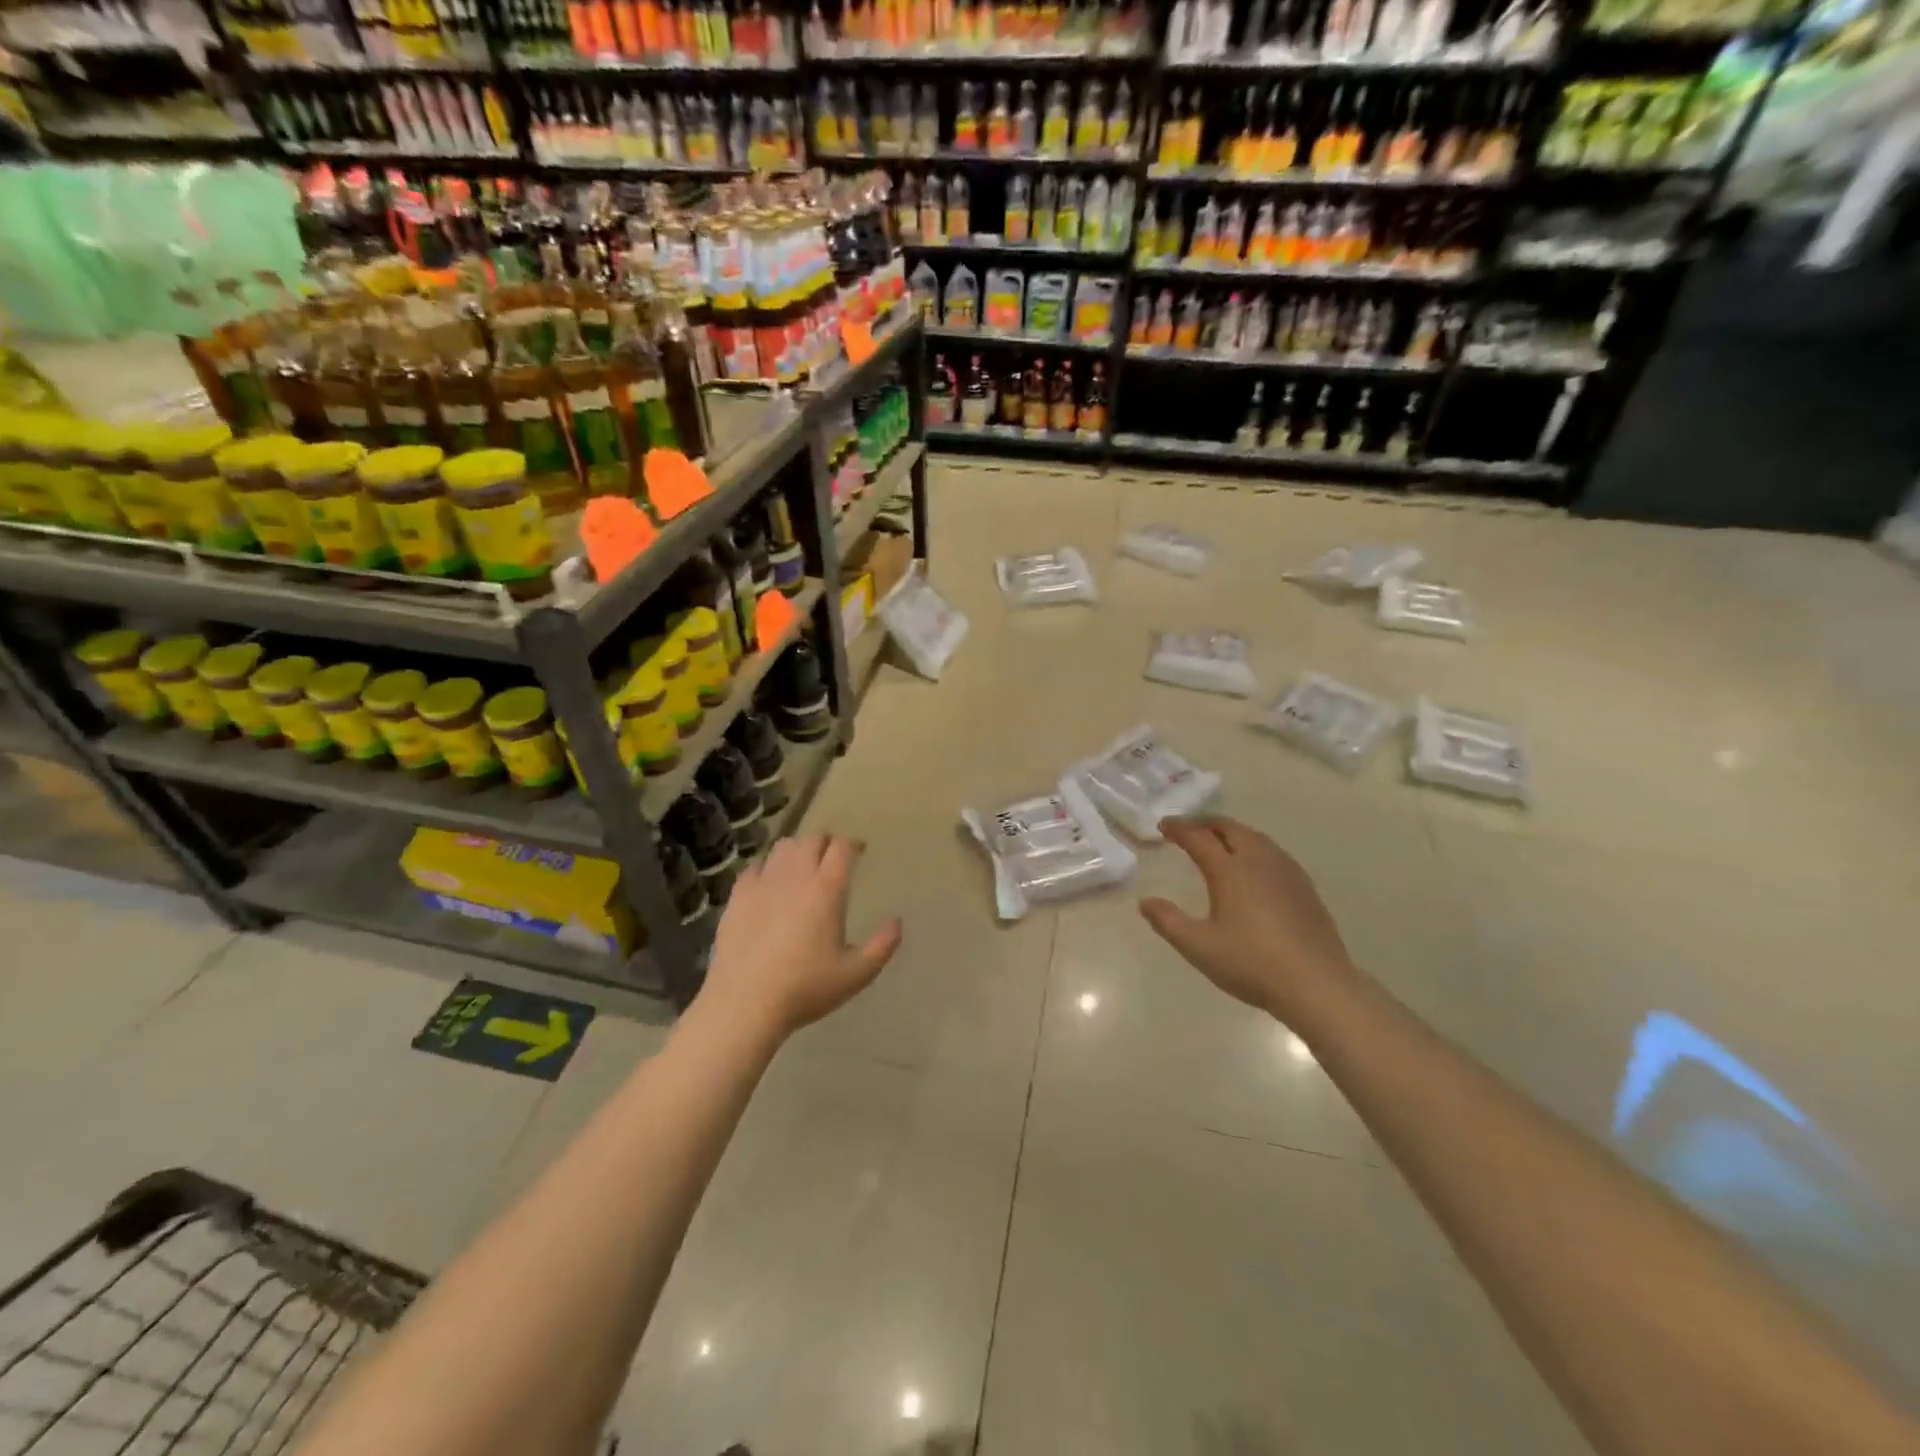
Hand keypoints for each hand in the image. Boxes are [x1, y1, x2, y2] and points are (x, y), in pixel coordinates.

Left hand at [700, 834, 902, 1038]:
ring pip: (783, 846)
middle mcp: (795, 876)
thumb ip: (882, 946)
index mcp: (826, 889)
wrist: (744, 1004)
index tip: (860, 851)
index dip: (853, 844)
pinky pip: (755, 865)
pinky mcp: (738, 896)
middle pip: (812, 839)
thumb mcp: (856, 974)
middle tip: (833, 857)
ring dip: (798, 849)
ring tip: (803, 865)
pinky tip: (770, 881)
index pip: (842, 847)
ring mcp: (763, 883)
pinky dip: (768, 865)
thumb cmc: (805, 988)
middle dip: (826, 842)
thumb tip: (897, 922)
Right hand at [1140, 817, 1356, 1022]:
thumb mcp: (1198, 947)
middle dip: (1206, 823)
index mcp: (1229, 870)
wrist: (1317, 984)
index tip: (1164, 826)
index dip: (1179, 828)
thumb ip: (1168, 922)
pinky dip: (1253, 847)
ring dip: (1231, 832)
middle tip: (1188, 829)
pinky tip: (1254, 867)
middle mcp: (1258, 861)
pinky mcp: (1305, 887)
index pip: (1198, 837)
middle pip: (1230, 828)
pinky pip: (1273, 852)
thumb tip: (1145, 902)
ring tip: (1218, 841)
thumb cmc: (1251, 963)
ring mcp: (1286, 872)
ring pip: (1255, 837)